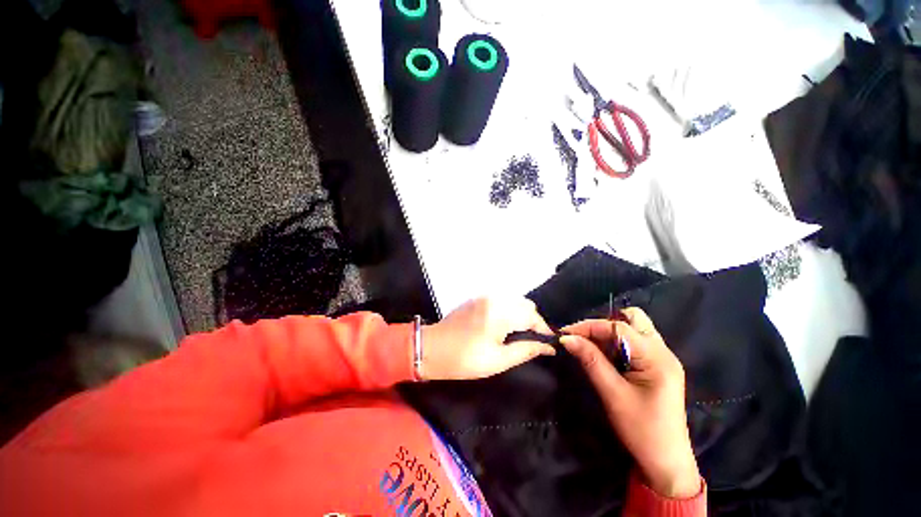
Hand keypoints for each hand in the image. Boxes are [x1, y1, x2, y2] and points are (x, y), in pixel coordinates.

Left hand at [419, 297, 555, 380]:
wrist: (431, 348)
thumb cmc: (464, 359)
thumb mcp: (497, 361)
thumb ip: (525, 351)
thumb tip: (548, 347)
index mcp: (500, 314)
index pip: (532, 316)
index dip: (543, 329)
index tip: (548, 342)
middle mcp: (494, 299)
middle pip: (525, 304)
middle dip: (533, 320)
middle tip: (532, 339)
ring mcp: (484, 296)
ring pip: (514, 300)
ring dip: (521, 313)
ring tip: (519, 333)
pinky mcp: (477, 298)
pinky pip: (501, 299)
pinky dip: (509, 309)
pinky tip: (504, 324)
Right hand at [559, 308, 700, 498]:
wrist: (665, 463)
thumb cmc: (641, 430)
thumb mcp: (612, 394)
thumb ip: (590, 360)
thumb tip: (566, 338)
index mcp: (657, 358)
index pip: (618, 327)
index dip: (589, 326)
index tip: (565, 333)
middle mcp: (663, 352)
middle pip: (633, 319)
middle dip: (604, 323)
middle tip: (583, 338)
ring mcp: (662, 358)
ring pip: (634, 328)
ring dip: (610, 332)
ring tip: (591, 347)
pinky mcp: (657, 367)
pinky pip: (635, 342)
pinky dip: (616, 343)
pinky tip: (605, 356)